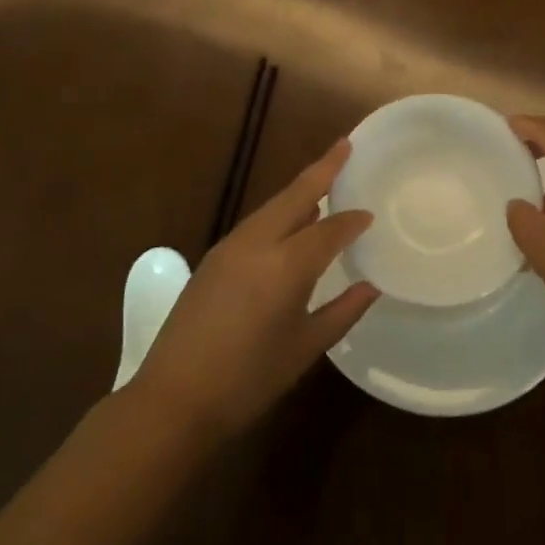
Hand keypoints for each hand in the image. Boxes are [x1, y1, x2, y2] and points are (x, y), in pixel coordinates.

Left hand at [132, 140, 377, 442]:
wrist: (173, 400)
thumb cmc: (247, 380)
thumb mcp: (304, 348)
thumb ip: (342, 312)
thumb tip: (371, 286)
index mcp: (285, 266)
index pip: (329, 229)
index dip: (352, 220)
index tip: (370, 214)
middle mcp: (257, 243)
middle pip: (295, 195)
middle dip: (323, 168)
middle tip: (345, 144)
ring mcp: (230, 247)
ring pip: (273, 206)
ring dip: (299, 190)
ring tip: (323, 180)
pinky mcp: (213, 258)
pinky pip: (256, 223)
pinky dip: (279, 213)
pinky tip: (290, 222)